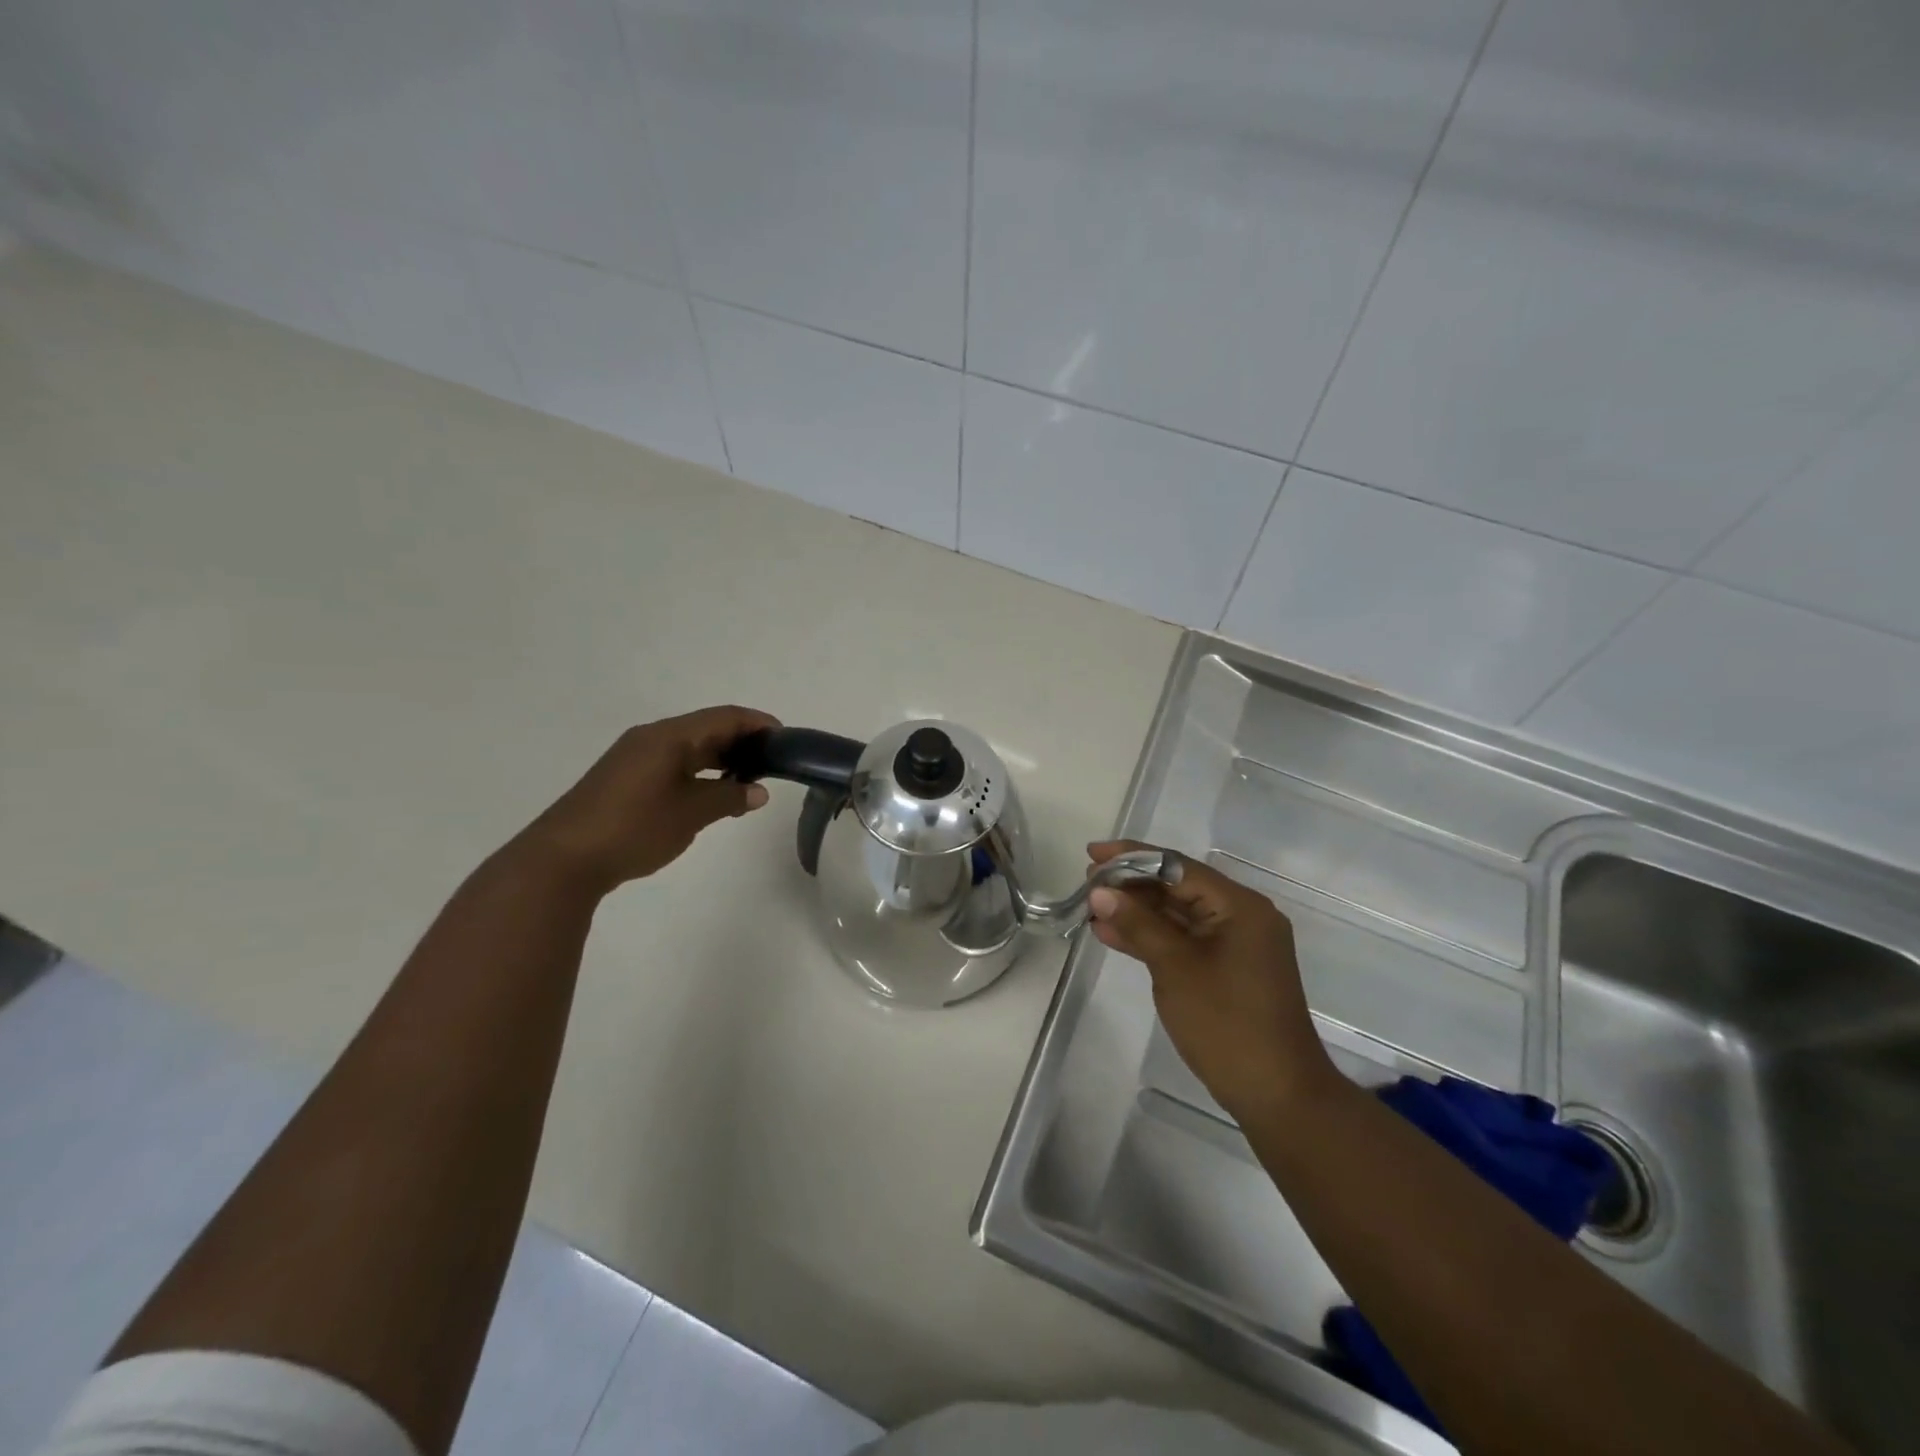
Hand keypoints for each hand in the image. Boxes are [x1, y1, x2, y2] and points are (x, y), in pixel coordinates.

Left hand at [520, 706, 780, 894]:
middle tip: (772, 763)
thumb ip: (729, 797)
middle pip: (706, 728)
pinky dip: (698, 772)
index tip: (785, 739)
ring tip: (748, 780)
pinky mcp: (624, 779)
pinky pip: (672, 764)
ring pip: (688, 748)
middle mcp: (651, 738)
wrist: (563, 859)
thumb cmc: (634, 827)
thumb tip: (758, 792)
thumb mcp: (691, 813)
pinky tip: (711, 793)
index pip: (724, 717)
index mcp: (669, 736)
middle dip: (742, 742)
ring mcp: (634, 758)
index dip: (757, 724)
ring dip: (720, 759)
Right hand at [1087, 841, 1335, 1121]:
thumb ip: (1138, 924)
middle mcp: (1241, 916)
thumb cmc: (1227, 1023)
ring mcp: (1235, 944)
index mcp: (1239, 906)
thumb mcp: (1175, 967)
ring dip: (1136, 911)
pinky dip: (1151, 936)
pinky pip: (1183, 939)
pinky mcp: (1227, 968)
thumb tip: (1100, 892)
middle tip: (1088, 883)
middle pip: (1178, 886)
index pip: (1177, 866)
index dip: (1131, 857)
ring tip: (1092, 908)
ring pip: (1177, 914)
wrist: (1277, 1095)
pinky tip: (1113, 934)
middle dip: (1131, 884)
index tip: (1092, 855)